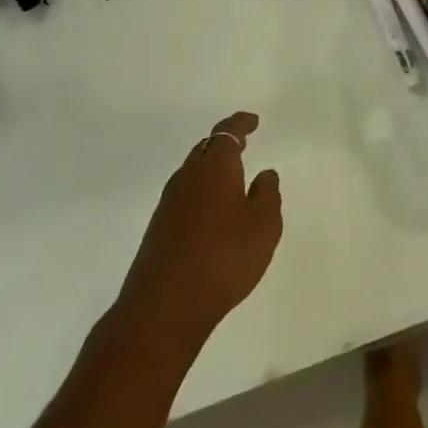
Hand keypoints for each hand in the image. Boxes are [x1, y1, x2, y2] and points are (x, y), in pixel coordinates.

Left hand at [115, 112, 282, 348]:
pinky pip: (185, 196)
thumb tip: (265, 174)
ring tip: (231, 180)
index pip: (227, 131)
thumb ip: (268, 195)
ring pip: (193, 173)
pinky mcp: (158, 228)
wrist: (165, 305)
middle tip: (243, 145)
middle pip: (206, 149)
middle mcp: (188, 176)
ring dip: (211, 170)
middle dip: (224, 144)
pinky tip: (212, 215)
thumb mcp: (263, 226)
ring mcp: (169, 202)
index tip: (253, 121)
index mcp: (215, 166)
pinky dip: (201, 194)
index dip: (240, 123)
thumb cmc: (224, 257)